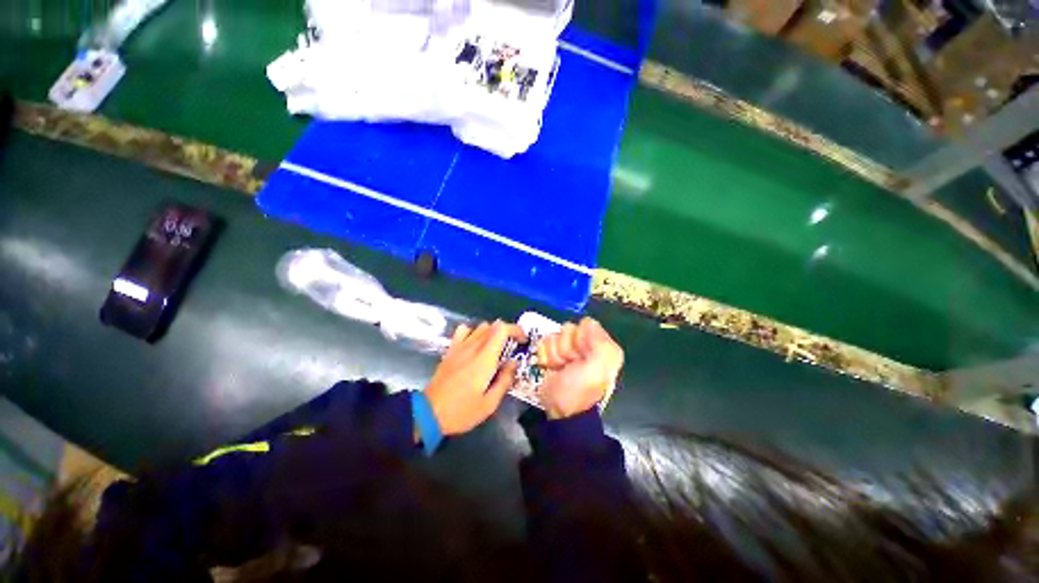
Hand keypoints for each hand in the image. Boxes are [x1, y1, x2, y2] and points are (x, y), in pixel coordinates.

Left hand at [424, 321, 525, 435]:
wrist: (428, 413)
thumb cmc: (462, 411)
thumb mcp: (490, 403)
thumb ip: (505, 380)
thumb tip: (513, 363)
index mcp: (485, 358)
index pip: (502, 329)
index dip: (516, 329)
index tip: (523, 340)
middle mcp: (473, 347)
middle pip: (493, 325)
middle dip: (507, 332)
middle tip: (512, 347)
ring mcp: (460, 346)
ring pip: (480, 326)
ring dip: (492, 332)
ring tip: (495, 348)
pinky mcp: (450, 350)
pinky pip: (463, 331)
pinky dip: (473, 332)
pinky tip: (475, 345)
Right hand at [538, 318, 622, 419]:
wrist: (561, 410)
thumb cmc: (581, 389)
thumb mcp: (598, 367)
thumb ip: (600, 341)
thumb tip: (588, 322)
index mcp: (600, 345)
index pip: (585, 324)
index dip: (580, 338)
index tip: (580, 355)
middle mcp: (584, 344)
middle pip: (567, 329)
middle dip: (565, 347)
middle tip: (569, 364)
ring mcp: (566, 349)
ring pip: (553, 336)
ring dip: (554, 354)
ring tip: (560, 368)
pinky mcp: (551, 354)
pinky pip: (543, 343)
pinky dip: (545, 357)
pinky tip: (551, 368)